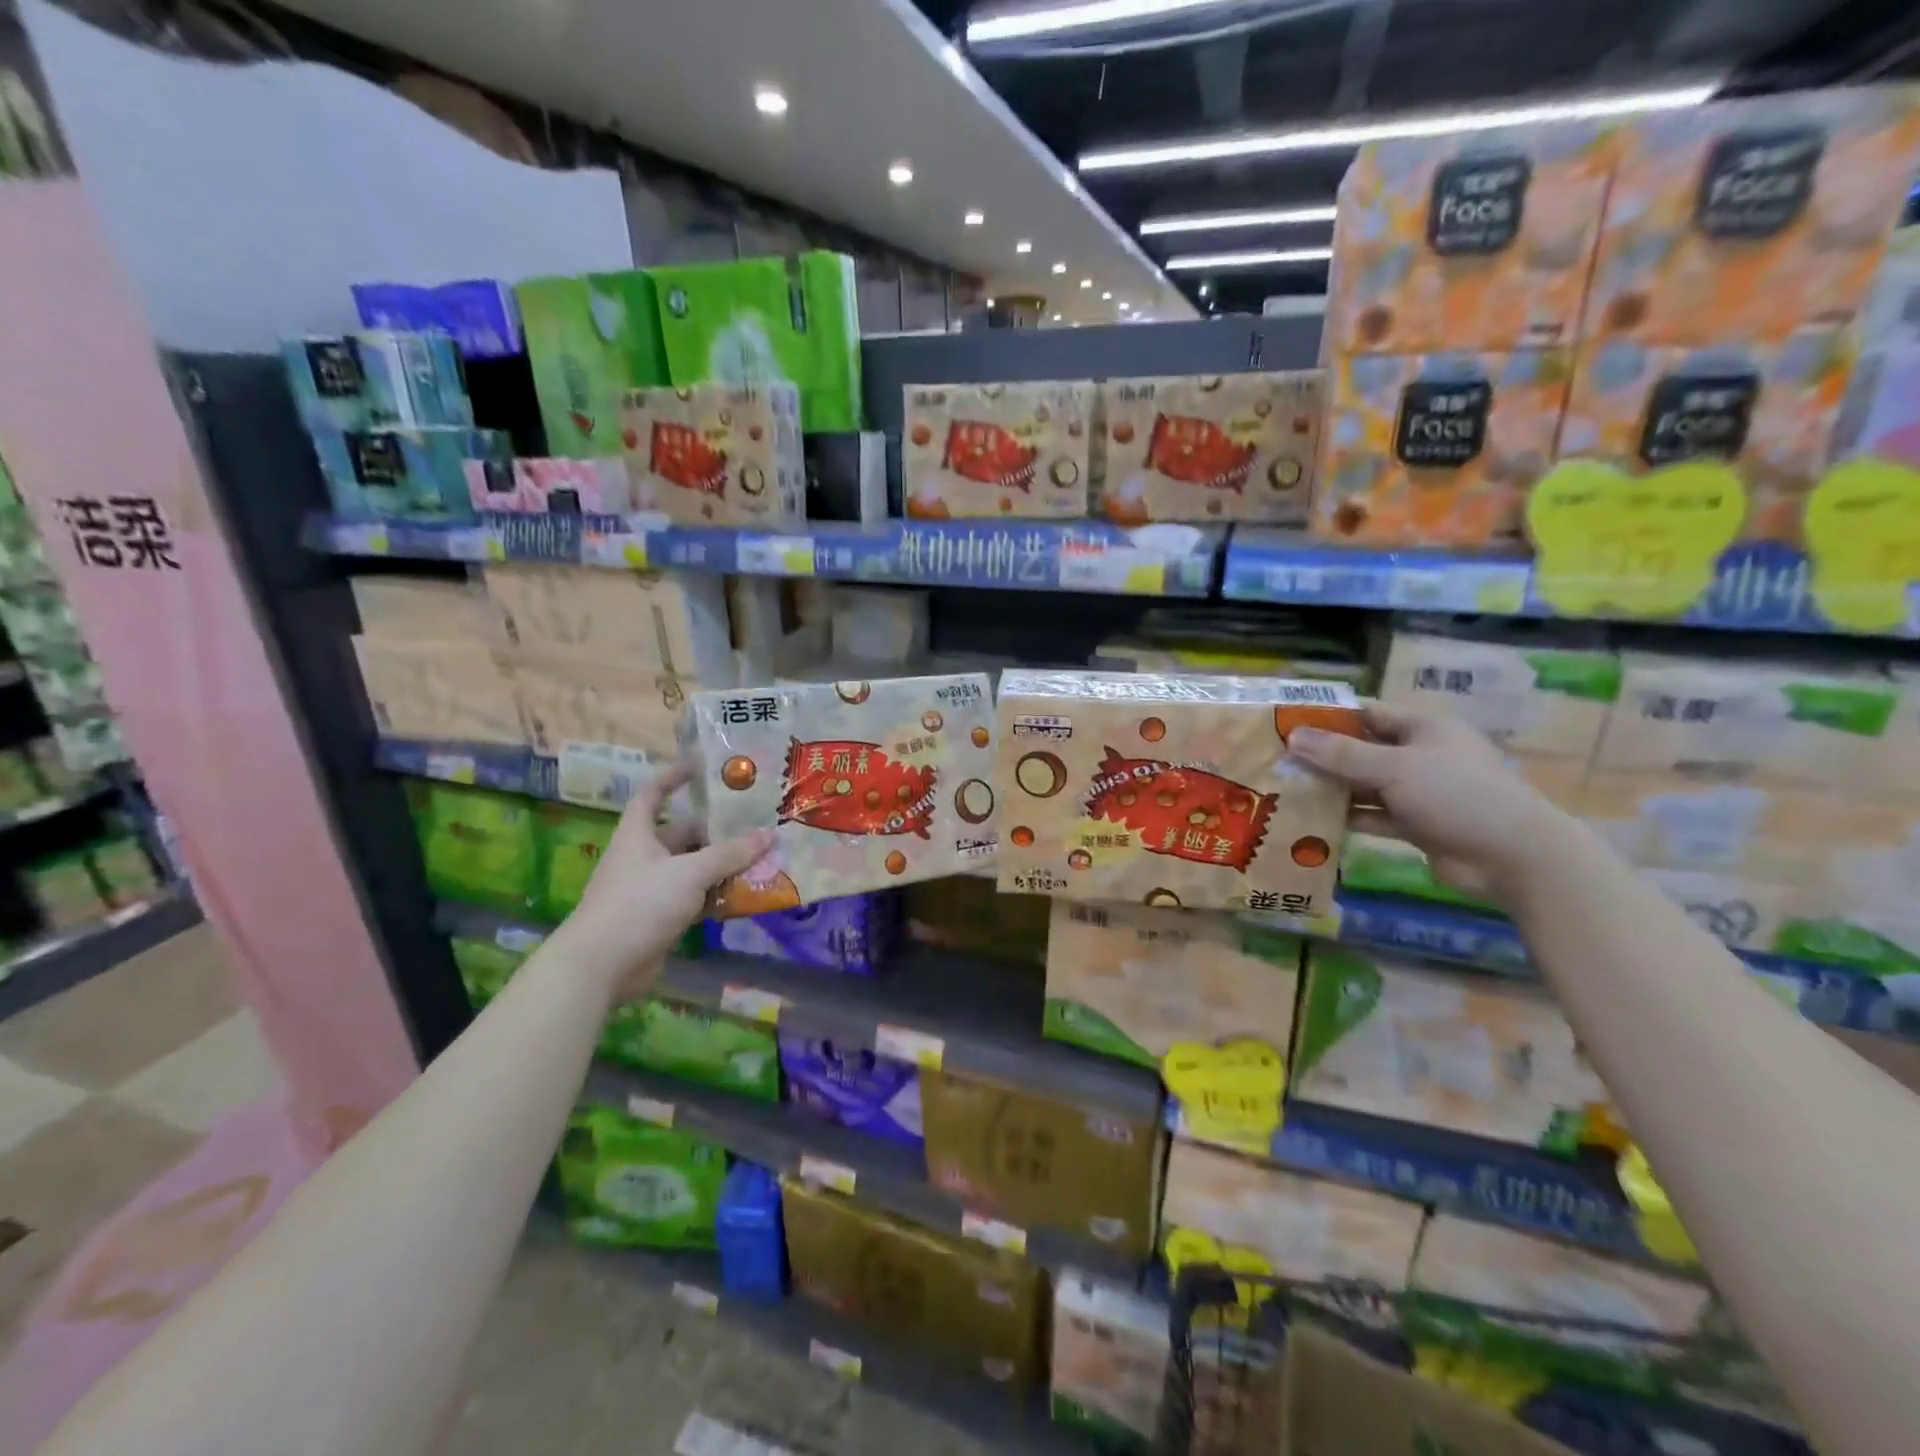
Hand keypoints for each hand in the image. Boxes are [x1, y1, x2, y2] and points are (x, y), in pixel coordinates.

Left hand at [553, 763, 773, 1005]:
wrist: (602, 966)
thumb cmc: (640, 904)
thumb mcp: (690, 872)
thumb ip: (730, 854)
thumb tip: (769, 834)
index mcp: (638, 834)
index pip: (653, 794)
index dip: (673, 776)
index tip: (702, 765)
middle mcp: (643, 857)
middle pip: (682, 833)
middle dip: (716, 829)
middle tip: (754, 821)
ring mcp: (651, 889)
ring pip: (693, 868)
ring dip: (722, 864)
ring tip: (761, 855)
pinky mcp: (660, 918)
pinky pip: (695, 898)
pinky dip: (717, 895)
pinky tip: (747, 893)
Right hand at [1288, 703, 1567, 902]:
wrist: (1512, 857)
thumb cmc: (1456, 795)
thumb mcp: (1394, 768)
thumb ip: (1341, 754)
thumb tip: (1292, 736)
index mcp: (1423, 729)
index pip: (1368, 714)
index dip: (1329, 717)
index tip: (1288, 723)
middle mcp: (1420, 756)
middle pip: (1363, 750)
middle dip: (1324, 756)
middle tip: (1278, 760)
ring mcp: (1419, 792)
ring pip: (1366, 785)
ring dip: (1333, 789)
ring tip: (1287, 790)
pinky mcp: (1417, 825)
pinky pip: (1374, 815)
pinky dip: (1349, 818)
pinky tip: (1313, 821)